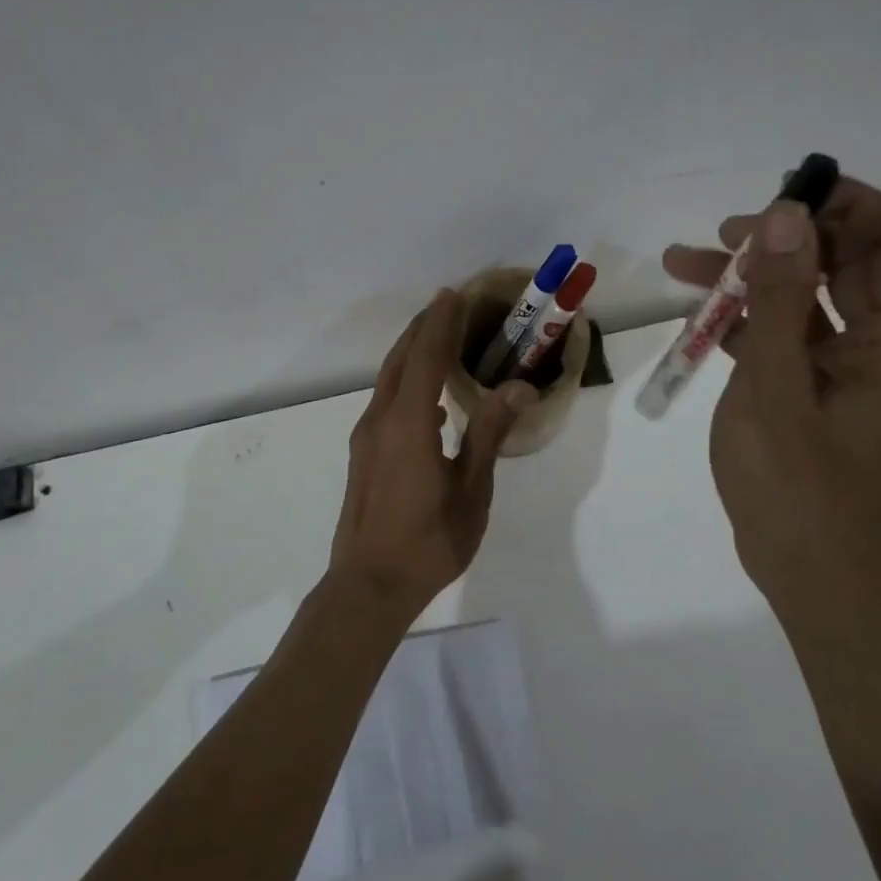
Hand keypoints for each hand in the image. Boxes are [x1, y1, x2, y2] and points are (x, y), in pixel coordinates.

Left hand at [329, 290, 534, 616]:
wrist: (368, 586)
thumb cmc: (428, 541)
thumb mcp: (470, 489)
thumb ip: (489, 433)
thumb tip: (518, 386)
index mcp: (408, 422)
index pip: (426, 356)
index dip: (441, 323)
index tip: (454, 294)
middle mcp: (380, 419)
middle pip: (400, 360)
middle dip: (423, 328)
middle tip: (448, 305)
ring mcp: (366, 437)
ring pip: (388, 380)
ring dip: (411, 352)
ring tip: (438, 339)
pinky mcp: (363, 454)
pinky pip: (385, 401)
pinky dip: (405, 381)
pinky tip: (427, 399)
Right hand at [662, 177, 880, 608]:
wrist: (801, 568)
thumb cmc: (792, 481)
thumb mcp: (774, 382)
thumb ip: (779, 297)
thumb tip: (785, 215)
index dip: (851, 204)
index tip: (786, 195)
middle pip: (847, 263)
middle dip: (785, 239)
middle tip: (723, 233)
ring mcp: (849, 370)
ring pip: (808, 298)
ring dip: (754, 278)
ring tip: (683, 263)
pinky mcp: (816, 391)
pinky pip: (788, 335)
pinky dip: (749, 319)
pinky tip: (699, 316)